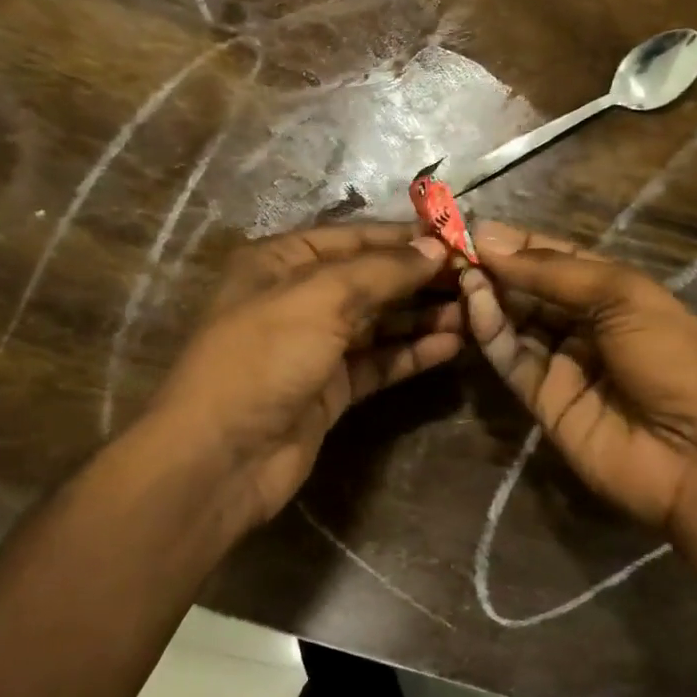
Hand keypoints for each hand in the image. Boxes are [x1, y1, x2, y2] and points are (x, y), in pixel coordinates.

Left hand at [150, 223, 462, 529]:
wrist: (221, 457)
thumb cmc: (263, 358)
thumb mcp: (320, 299)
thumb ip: (381, 271)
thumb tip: (434, 248)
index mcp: (280, 262)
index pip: (354, 238)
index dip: (405, 238)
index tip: (458, 239)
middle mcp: (298, 298)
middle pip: (371, 280)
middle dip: (420, 279)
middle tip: (475, 278)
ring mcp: (315, 347)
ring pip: (379, 323)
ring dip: (423, 316)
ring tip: (474, 312)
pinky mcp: (332, 389)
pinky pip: (380, 362)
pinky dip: (412, 353)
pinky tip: (451, 345)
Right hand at [459, 222, 696, 538]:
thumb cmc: (676, 357)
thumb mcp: (626, 296)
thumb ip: (555, 272)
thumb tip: (492, 241)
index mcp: (616, 293)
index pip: (557, 260)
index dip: (519, 243)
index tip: (474, 227)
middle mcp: (587, 326)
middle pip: (532, 291)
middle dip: (496, 268)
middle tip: (452, 248)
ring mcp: (565, 366)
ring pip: (517, 324)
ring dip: (489, 297)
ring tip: (461, 272)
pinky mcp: (545, 403)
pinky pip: (514, 362)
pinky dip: (493, 333)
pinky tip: (477, 304)